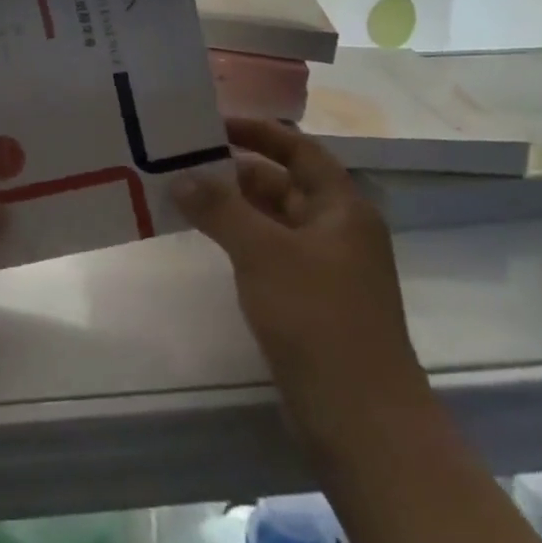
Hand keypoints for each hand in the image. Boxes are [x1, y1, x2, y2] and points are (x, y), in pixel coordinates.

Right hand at [172, 117, 431, 462]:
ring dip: (233, 208)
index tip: (213, 123)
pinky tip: (206, 241)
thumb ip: (220, 208)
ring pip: (273, 221)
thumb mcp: (263, 252)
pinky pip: (270, 253)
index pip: (299, 149)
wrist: (360, 419)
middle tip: (183, 160)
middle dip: (236, 171)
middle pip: (284, 183)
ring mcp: (326, 268)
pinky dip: (240, 240)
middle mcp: (337, 230)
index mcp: (342, 207)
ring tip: (182, 195)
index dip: (259, 132)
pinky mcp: (311, 301)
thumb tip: (181, 175)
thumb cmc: (317, 318)